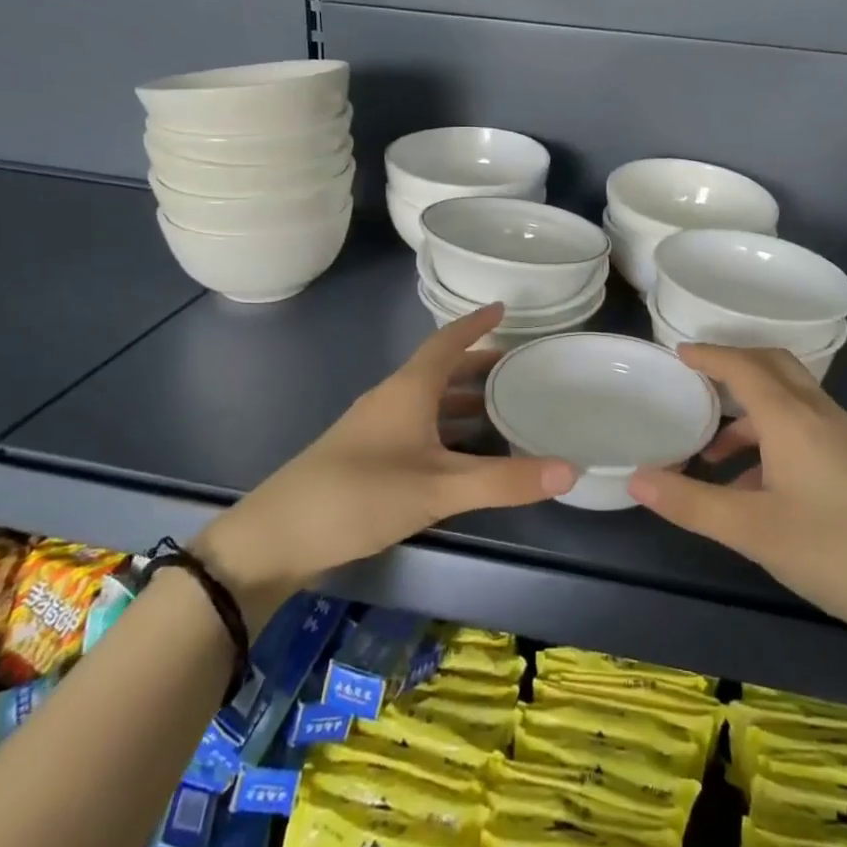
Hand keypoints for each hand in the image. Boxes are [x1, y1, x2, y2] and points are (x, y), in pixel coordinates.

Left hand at [193, 305, 576, 624]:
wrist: (275, 538)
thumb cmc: (358, 496)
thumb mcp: (438, 488)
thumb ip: (504, 481)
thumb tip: (571, 469)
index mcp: (407, 390)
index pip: (447, 343)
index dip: (475, 325)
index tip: (503, 308)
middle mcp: (391, 401)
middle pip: (440, 370)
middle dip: (477, 365)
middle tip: (518, 366)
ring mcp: (375, 430)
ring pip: (428, 402)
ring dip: (463, 400)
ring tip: (502, 408)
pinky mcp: (366, 459)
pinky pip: (418, 429)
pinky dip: (446, 430)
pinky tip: (464, 454)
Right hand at [629, 346, 846, 655]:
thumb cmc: (834, 551)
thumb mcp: (752, 530)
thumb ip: (691, 502)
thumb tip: (635, 478)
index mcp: (791, 417)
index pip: (743, 366)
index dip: (709, 355)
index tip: (677, 351)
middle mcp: (818, 414)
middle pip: (772, 366)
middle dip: (733, 365)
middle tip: (695, 378)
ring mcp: (841, 437)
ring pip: (788, 400)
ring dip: (748, 411)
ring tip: (710, 450)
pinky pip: (801, 427)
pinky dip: (769, 436)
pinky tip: (751, 485)